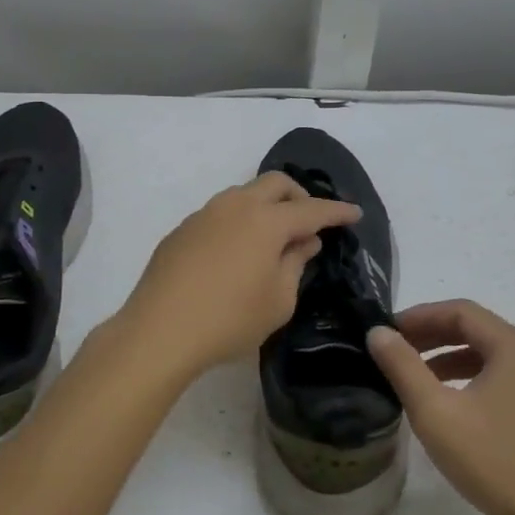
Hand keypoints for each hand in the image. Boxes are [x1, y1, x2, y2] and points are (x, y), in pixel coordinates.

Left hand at [116, 172, 360, 379]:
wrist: (159, 330)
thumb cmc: (229, 320)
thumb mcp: (279, 300)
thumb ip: (296, 263)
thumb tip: (304, 241)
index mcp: (267, 221)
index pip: (312, 210)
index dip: (337, 211)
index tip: (355, 213)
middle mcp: (236, 206)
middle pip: (276, 183)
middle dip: (299, 195)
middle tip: (310, 221)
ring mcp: (205, 214)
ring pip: (244, 193)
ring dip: (266, 205)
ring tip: (273, 237)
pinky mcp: (182, 230)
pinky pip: (220, 213)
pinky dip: (239, 221)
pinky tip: (237, 252)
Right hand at [367, 300, 514, 514]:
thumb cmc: (493, 462)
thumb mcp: (435, 412)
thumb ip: (402, 366)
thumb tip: (377, 332)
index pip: (461, 311)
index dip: (420, 315)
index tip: (387, 330)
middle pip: (478, 330)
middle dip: (433, 335)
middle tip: (396, 349)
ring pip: (490, 356)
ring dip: (450, 358)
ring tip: (415, 376)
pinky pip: (503, 379)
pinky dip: (471, 379)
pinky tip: (450, 404)